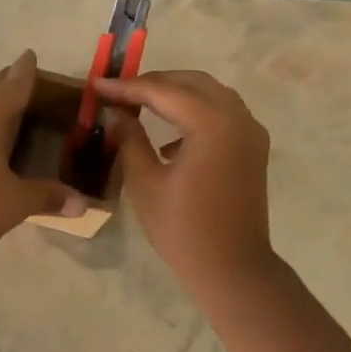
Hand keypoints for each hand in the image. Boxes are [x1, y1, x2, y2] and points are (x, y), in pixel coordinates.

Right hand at [95, 69, 275, 289]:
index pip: (163, 91)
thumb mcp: (145, 182)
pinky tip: (168, 139)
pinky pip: (222, 115)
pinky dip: (195, 114)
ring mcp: (250, 132)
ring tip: (140, 106)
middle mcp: (237, 117)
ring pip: (210, 95)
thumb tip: (116, 113)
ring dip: (176, 95)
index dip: (127, 87)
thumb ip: (130, 139)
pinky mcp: (253, 149)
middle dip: (154, 83)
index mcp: (212, 123)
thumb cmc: (183, 228)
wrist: (232, 268)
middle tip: (119, 92)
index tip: (98, 84)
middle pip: (192, 83)